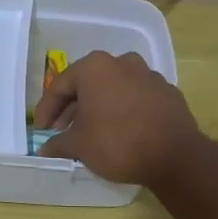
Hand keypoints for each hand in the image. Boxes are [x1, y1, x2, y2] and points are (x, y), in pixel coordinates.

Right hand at [33, 50, 204, 188]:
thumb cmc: (118, 143)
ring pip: (113, 88)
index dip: (46, 110)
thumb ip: (58, 143)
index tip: (41, 130)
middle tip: (62, 131)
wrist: (176, 156)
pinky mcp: (167, 91)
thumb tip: (44, 149)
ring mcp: (148, 75)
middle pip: (88, 84)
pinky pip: (135, 97)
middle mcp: (122, 62)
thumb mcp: (80, 146)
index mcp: (95, 67)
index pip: (60, 85)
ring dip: (98, 107)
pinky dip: (122, 110)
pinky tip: (120, 131)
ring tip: (91, 132)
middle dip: (72, 108)